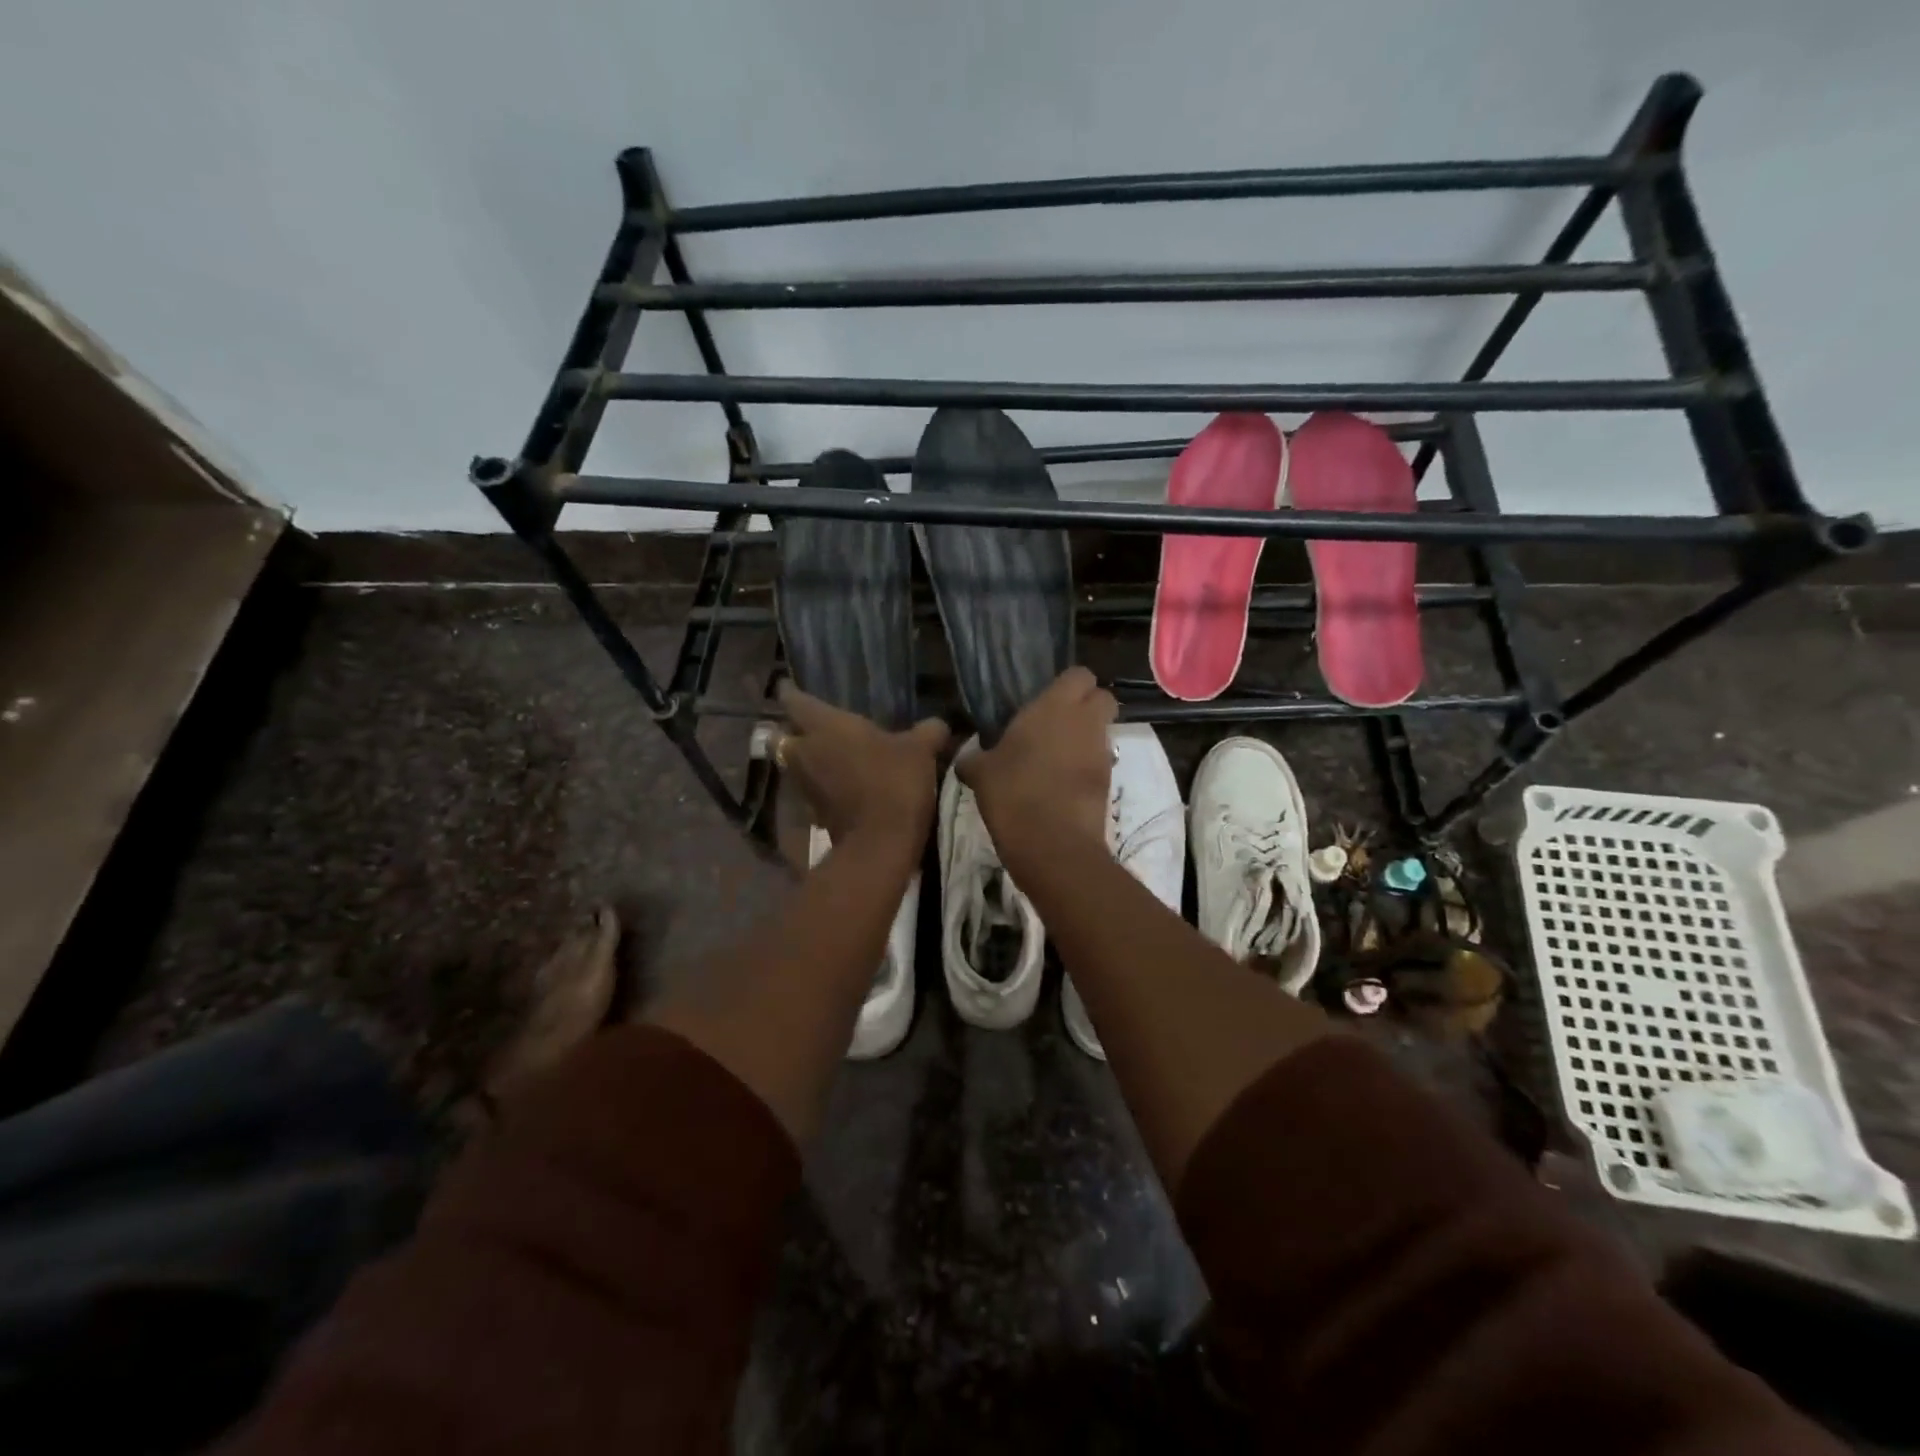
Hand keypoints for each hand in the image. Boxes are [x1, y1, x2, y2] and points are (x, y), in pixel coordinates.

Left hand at [775, 682, 949, 853]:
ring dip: (805, 759)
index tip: (787, 685)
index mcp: (825, 725)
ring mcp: (805, 785)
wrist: (880, 843)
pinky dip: (819, 785)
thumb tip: (939, 724)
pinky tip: (840, 784)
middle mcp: (805, 752)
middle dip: (790, 730)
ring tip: (827, 755)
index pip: (794, 700)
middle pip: (782, 736)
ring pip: (793, 765)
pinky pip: (810, 790)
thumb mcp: (921, 750)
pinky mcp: (813, 813)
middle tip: (807, 726)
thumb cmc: (894, 781)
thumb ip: (928, 731)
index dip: (789, 691)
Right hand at [957, 667, 1115, 864]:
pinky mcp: (1109, 781)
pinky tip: (1062, 785)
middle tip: (1057, 724)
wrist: (1052, 843)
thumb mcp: (980, 773)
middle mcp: (1085, 721)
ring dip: (1086, 738)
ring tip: (1055, 759)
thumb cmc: (1012, 793)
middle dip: (1087, 706)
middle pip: (1102, 698)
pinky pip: (1101, 762)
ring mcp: (1101, 752)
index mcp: (1054, 706)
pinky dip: (1087, 767)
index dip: (1067, 685)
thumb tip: (966, 757)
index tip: (1047, 700)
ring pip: (1103, 731)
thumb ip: (974, 757)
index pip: (1079, 674)